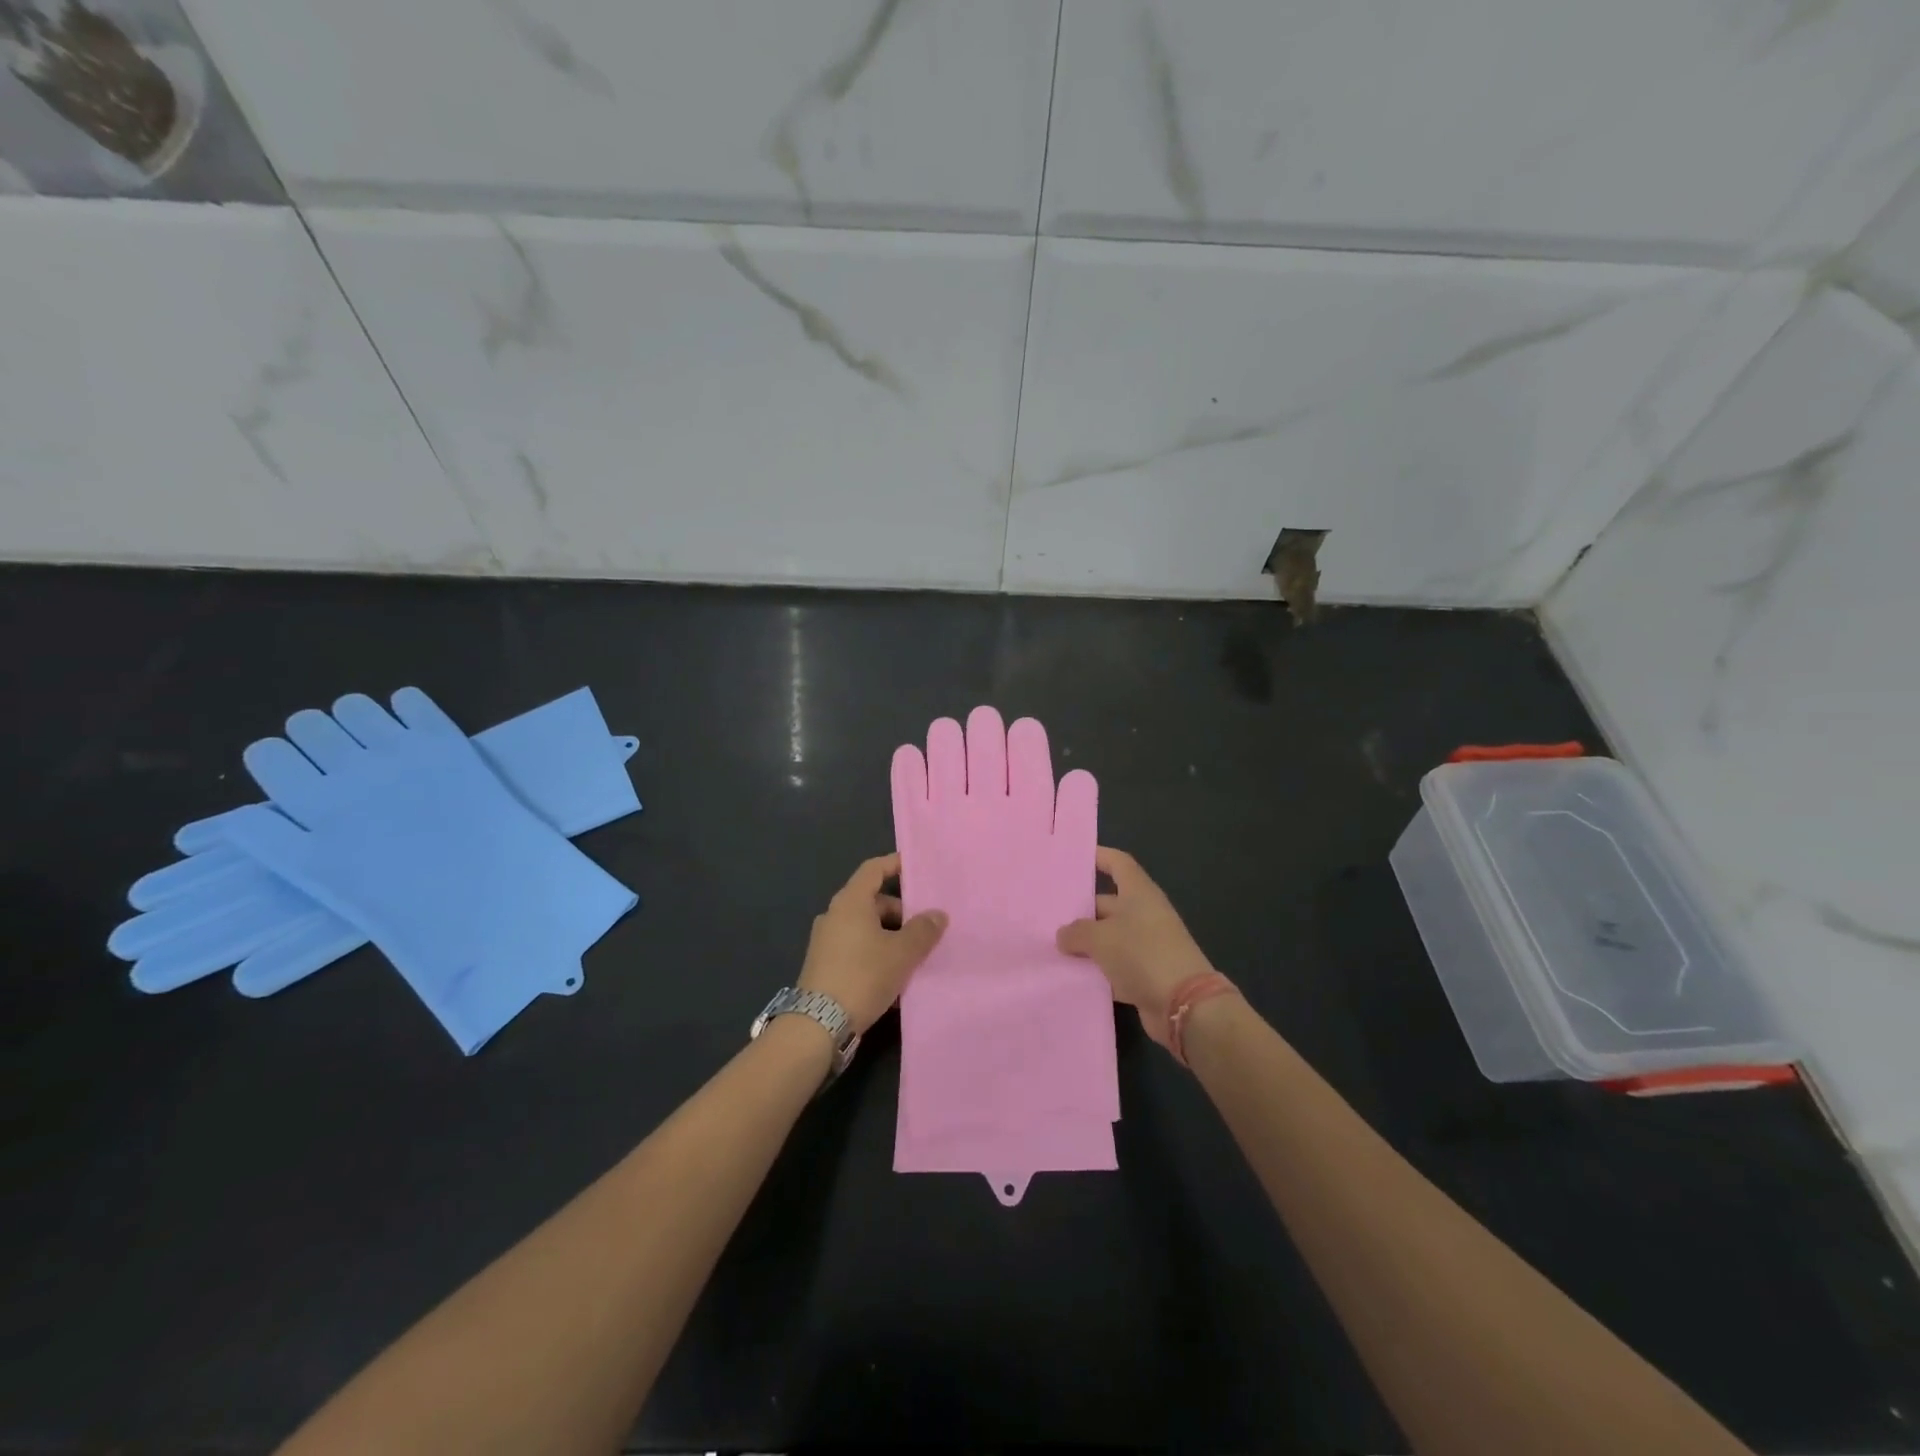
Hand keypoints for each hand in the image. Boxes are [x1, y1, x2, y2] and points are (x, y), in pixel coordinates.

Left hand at [798, 854, 947, 1034]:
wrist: (818, 1025)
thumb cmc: (863, 976)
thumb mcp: (902, 953)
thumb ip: (923, 930)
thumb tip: (937, 914)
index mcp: (850, 902)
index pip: (874, 869)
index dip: (895, 864)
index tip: (917, 869)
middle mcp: (835, 915)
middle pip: (873, 901)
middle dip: (901, 912)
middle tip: (927, 928)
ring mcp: (826, 941)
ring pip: (867, 928)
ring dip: (891, 938)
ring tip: (916, 957)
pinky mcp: (825, 965)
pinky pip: (857, 949)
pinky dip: (877, 955)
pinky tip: (896, 979)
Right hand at [1056, 847, 1215, 1048]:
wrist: (1184, 1005)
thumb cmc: (1142, 954)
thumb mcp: (1101, 938)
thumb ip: (1077, 932)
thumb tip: (1064, 935)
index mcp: (1139, 893)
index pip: (1118, 863)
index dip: (1098, 857)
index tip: (1073, 858)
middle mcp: (1144, 914)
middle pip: (1107, 904)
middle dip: (1079, 910)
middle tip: (1046, 915)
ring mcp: (1146, 945)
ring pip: (1108, 937)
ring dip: (1085, 944)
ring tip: (1050, 946)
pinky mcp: (1145, 974)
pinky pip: (1114, 966)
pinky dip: (1096, 970)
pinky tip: (1069, 976)